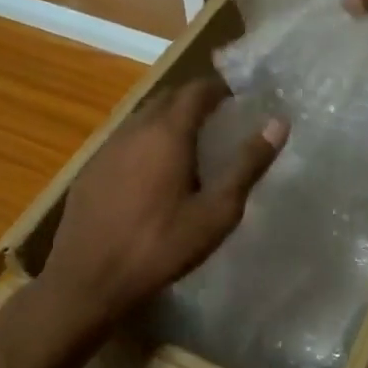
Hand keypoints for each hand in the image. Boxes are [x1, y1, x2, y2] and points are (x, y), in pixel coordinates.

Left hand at [40, 78, 284, 327]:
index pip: (195, 91)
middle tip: (218, 120)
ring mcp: (106, 149)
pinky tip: (151, 174)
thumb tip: (278, 124)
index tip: (237, 96)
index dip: (218, 88)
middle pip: (167, 99)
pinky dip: (145, 143)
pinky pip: (124, 141)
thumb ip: (247, 165)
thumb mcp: (216, 212)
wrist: (88, 280)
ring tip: (189, 146)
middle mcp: (134, 129)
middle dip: (193, 101)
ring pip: (142, 119)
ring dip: (167, 121)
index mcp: (167, 133)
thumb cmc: (160, 246)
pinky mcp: (89, 170)